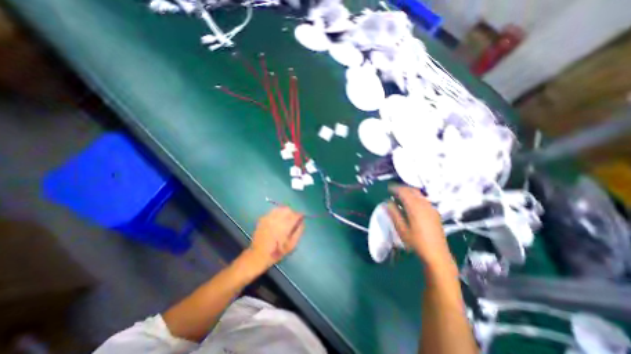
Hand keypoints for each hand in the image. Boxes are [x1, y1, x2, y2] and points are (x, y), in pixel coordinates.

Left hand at [243, 206, 305, 272]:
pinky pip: (272, 211)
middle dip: (292, 213)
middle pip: (288, 209)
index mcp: (285, 226)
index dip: (300, 216)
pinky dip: (277, 213)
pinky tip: (277, 220)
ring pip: (280, 208)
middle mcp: (277, 219)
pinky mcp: (263, 218)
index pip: (296, 215)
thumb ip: (298, 232)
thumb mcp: (292, 245)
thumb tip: (302, 222)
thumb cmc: (277, 252)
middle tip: (293, 219)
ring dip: (284, 211)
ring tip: (285, 218)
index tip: (301, 219)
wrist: (258, 255)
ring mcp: (269, 218)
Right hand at [387, 187, 455, 266]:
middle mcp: (424, 204)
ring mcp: (431, 208)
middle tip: (393, 192)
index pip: (404, 192)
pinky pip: (423, 199)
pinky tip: (410, 205)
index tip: (388, 189)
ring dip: (408, 192)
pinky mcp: (434, 212)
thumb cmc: (416, 242)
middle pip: (412, 190)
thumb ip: (393, 214)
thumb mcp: (401, 229)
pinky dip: (414, 197)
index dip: (395, 189)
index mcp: (415, 207)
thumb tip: (387, 202)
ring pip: (418, 194)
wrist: (437, 254)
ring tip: (400, 197)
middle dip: (402, 189)